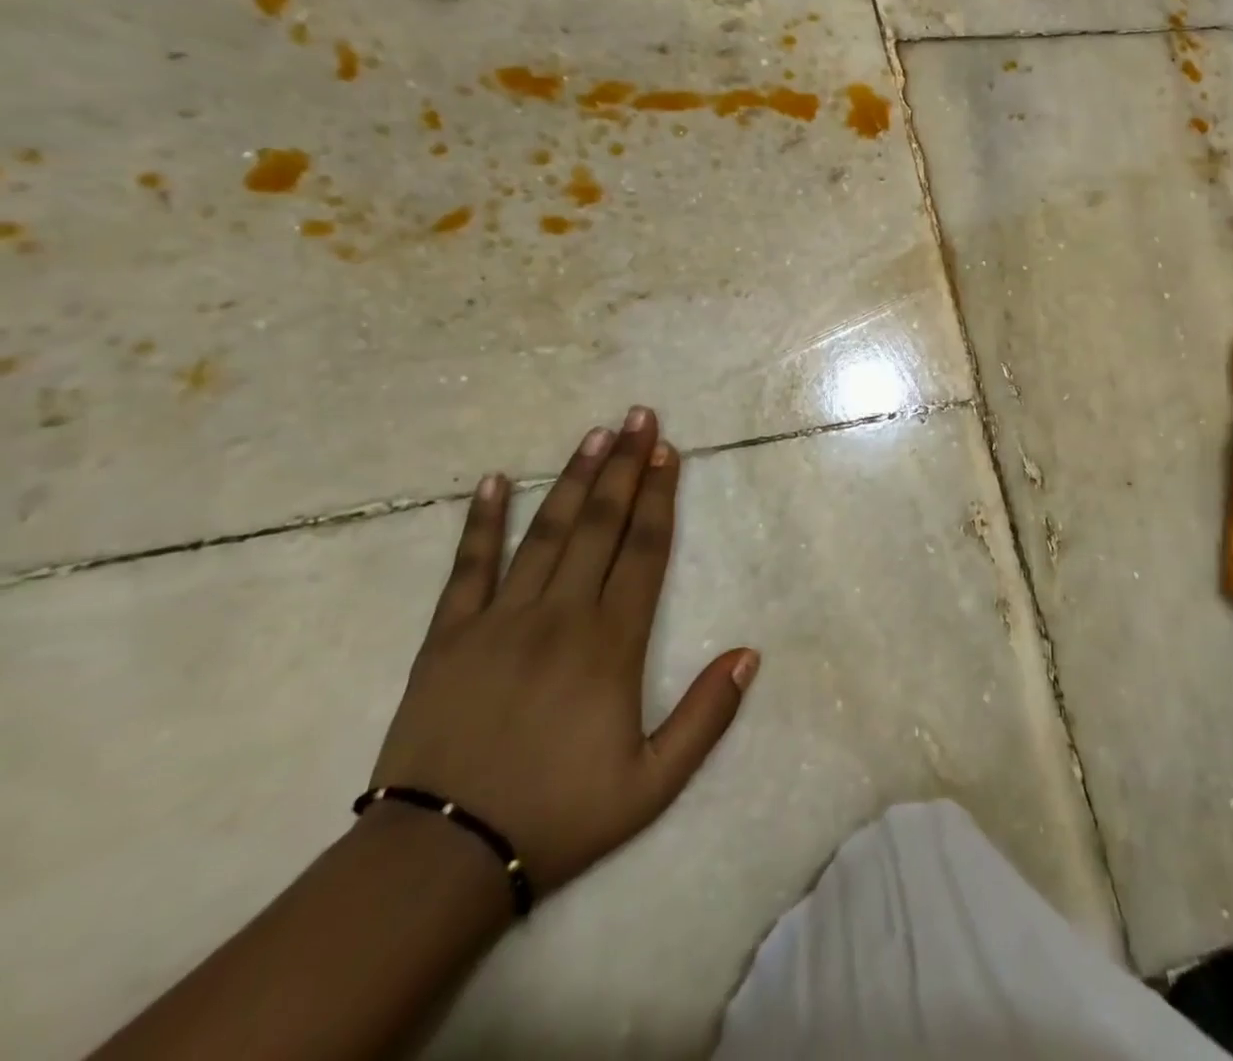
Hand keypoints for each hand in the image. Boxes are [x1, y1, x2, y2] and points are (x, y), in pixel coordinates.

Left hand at [367, 407, 757, 897]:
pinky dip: (482, 522)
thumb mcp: (653, 782)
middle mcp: (561, 615)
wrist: (438, 860)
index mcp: (611, 643)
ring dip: (573, 479)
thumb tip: (749, 653)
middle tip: (639, 417)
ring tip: (594, 434)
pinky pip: (467, 567)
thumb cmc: (558, 816)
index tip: (669, 451)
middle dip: (625, 466)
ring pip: (546, 532)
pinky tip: (496, 481)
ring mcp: (500, 620)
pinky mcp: (447, 637)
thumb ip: (707, 715)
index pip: (645, 550)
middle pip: (601, 525)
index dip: (661, 497)